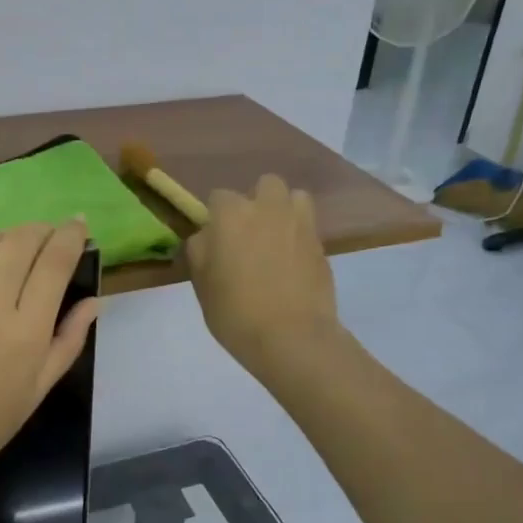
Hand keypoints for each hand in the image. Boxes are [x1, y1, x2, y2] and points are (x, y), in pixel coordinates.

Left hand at [0, 223, 99, 502]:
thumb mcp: (38, 390)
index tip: (77, 225)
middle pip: (20, 241)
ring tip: (0, 254)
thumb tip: (94, 299)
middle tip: (42, 238)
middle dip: (39, 230)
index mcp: (26, 334)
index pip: (55, 262)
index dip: (71, 235)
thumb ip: (69, 341)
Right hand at [186, 175, 340, 375]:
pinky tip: (292, 264)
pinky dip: (300, 237)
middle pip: (265, 185)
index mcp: (231, 214)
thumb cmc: (235, 311)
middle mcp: (268, 208)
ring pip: (295, 197)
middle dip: (257, 202)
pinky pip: (308, 227)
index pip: (219, 197)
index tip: (216, 241)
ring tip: (276, 239)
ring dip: (284, 210)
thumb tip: (207, 237)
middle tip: (249, 234)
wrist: (292, 337)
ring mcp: (300, 224)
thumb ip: (200, 250)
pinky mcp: (322, 244)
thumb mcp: (201, 283)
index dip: (216, 217)